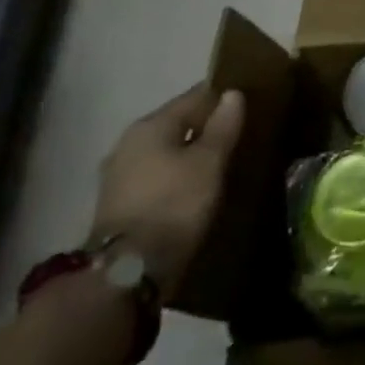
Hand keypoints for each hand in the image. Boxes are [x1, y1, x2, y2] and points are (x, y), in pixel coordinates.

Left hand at [91, 84, 245, 300]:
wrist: (127, 270)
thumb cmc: (174, 204)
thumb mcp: (209, 163)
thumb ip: (222, 126)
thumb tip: (233, 94)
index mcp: (150, 125)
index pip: (194, 97)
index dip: (222, 98)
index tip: (247, 104)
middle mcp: (128, 143)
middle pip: (176, 124)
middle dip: (204, 128)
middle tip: (236, 136)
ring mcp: (118, 175)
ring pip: (164, 152)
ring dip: (188, 155)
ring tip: (218, 164)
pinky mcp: (117, 205)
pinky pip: (155, 177)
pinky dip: (175, 177)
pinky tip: (193, 188)